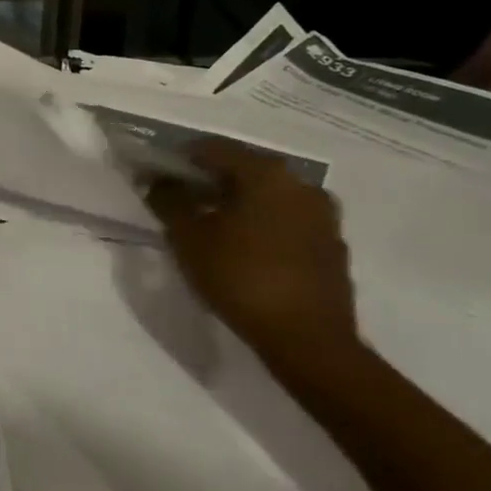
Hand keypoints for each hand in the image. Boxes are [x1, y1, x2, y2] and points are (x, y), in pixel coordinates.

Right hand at [144, 142, 359, 383]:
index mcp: (266, 173)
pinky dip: (263, 226)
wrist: (309, 342)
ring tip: (212, 227)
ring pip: (269, 197)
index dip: (179, 158)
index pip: (213, 148)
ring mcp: (323, 217)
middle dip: (210, 181)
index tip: (158, 174)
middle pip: (244, 170)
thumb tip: (157, 180)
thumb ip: (168, 200)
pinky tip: (245, 250)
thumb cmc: (241, 278)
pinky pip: (288, 223)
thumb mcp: (188, 238)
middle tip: (182, 201)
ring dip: (239, 204)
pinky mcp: (333, 247)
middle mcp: (301, 184)